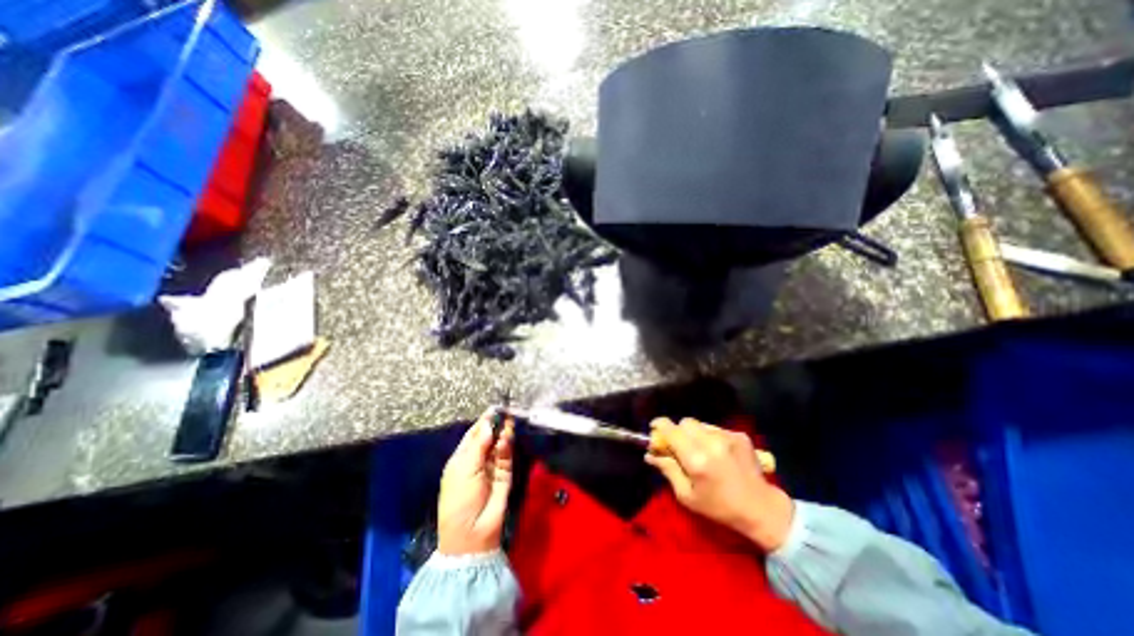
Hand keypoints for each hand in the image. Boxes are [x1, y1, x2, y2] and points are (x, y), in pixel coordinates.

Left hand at [438, 411, 517, 553]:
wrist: (472, 532)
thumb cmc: (459, 499)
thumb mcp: (464, 470)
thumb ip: (478, 445)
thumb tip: (488, 424)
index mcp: (462, 458)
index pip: (474, 434)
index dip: (483, 422)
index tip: (494, 409)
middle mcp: (478, 459)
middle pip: (488, 436)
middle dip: (496, 424)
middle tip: (506, 411)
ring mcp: (492, 465)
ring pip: (499, 443)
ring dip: (503, 432)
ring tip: (509, 420)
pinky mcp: (505, 472)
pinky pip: (506, 455)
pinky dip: (507, 445)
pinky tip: (507, 436)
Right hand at [642, 416, 790, 551]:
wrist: (762, 509)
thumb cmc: (720, 507)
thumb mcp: (687, 496)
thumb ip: (667, 470)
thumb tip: (650, 454)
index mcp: (696, 460)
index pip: (671, 430)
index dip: (660, 425)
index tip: (655, 428)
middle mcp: (711, 443)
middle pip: (685, 422)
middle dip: (679, 431)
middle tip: (681, 446)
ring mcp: (728, 437)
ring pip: (701, 424)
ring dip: (695, 434)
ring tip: (702, 451)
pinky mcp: (739, 435)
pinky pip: (716, 428)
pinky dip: (711, 437)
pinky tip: (718, 453)